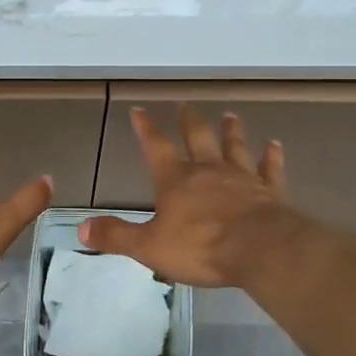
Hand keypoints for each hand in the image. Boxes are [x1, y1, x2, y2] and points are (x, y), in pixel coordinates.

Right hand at [80, 107, 289, 287]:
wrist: (259, 249)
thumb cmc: (200, 247)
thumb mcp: (149, 246)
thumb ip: (116, 236)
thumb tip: (81, 228)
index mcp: (176, 181)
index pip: (156, 148)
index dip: (146, 129)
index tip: (139, 110)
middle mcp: (208, 171)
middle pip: (198, 138)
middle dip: (189, 121)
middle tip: (185, 105)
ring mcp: (242, 178)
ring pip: (235, 147)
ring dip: (231, 131)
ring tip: (230, 115)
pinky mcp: (269, 192)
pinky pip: (270, 169)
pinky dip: (272, 156)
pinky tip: (275, 145)